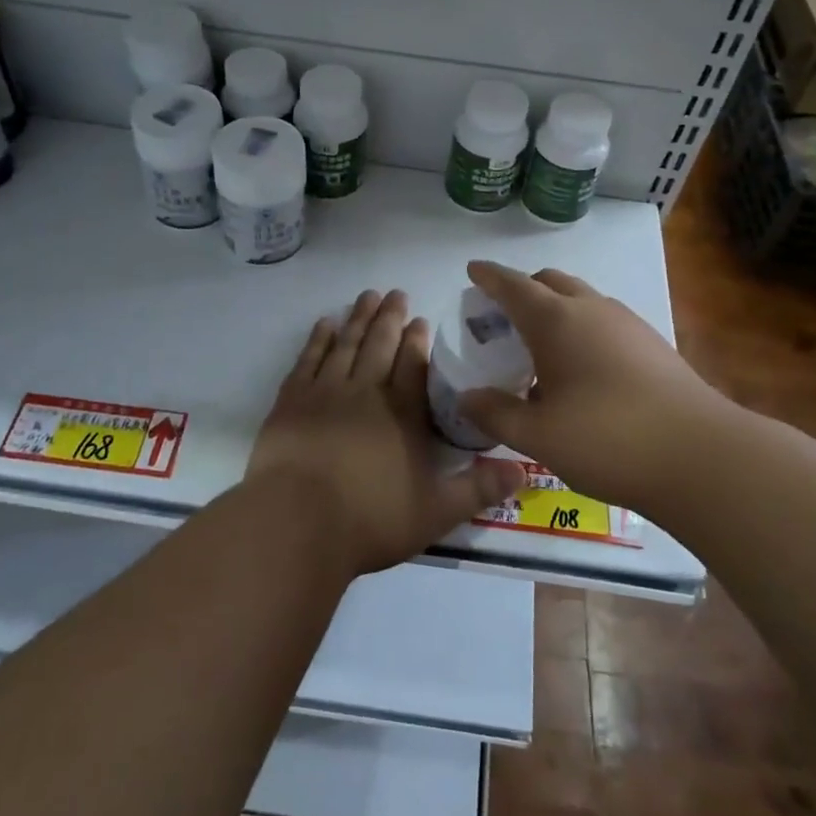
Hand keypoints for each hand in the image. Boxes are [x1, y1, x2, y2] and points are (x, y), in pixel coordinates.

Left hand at [246, 288, 525, 576]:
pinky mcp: (291, 401)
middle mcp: (366, 392)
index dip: (418, 340)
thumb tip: (524, 471)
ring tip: (367, 296)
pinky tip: (325, 324)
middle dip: (390, 317)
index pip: (414, 365)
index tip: (421, 318)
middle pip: (380, 344)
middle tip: (396, 293)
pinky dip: (318, 339)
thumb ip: (478, 489)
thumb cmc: (370, 520)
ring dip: (358, 318)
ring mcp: (325, 392)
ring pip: (345, 344)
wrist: (296, 522)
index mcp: (402, 414)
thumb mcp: (436, 513)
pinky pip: (308, 359)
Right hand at [456, 260, 733, 514]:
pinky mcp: (653, 344)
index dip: (489, 277)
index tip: (473, 270)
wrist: (702, 457)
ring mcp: (628, 324)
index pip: (513, 286)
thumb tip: (467, 398)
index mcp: (557, 321)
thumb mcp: (538, 435)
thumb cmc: (607, 439)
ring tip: (541, 345)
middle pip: (550, 282)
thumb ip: (496, 413)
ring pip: (582, 298)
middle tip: (503, 314)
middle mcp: (592, 309)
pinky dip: (582, 328)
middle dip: (523, 289)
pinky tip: (582, 369)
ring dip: (556, 308)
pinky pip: (605, 320)